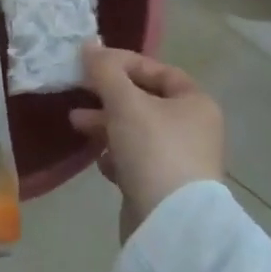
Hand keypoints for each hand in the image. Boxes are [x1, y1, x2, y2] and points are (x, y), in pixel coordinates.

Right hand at [70, 45, 224, 241]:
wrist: (170, 225)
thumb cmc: (153, 150)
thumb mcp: (125, 102)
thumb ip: (105, 71)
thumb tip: (89, 46)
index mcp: (195, 103)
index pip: (158, 70)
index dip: (124, 62)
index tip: (91, 63)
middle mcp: (193, 129)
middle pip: (144, 101)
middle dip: (108, 96)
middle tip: (78, 92)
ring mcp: (179, 160)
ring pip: (136, 131)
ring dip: (105, 125)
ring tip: (76, 123)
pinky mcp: (163, 187)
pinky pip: (135, 161)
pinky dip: (116, 156)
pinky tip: (102, 162)